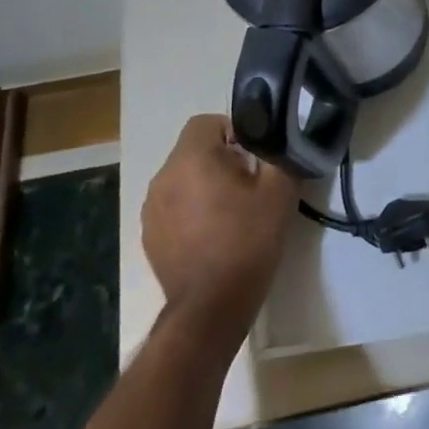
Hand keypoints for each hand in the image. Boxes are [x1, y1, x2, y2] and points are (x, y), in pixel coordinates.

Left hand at [142, 114, 298, 355]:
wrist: (212, 307)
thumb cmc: (248, 241)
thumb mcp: (279, 191)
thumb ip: (279, 153)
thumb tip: (279, 137)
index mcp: (191, 159)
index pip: (206, 122)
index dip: (233, 131)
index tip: (253, 157)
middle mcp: (163, 177)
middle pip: (193, 150)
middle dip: (221, 159)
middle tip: (249, 185)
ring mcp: (151, 209)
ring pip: (182, 178)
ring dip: (204, 185)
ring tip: (231, 212)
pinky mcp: (149, 236)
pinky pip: (172, 206)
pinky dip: (190, 210)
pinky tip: (212, 235)